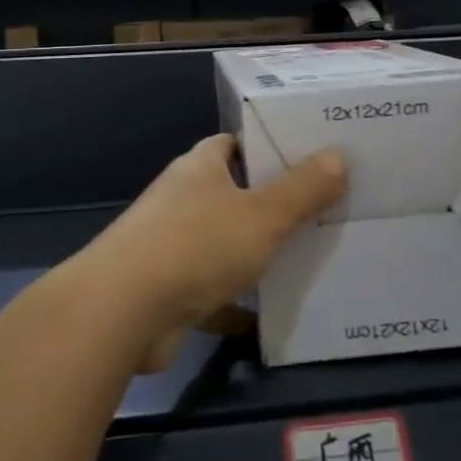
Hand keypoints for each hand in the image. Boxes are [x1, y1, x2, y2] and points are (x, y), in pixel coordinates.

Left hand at [74, 134, 346, 371]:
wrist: (123, 311)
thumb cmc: (197, 246)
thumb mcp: (262, 216)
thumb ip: (302, 190)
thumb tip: (337, 156)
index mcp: (200, 168)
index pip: (234, 144)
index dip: (267, 146)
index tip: (308, 156)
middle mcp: (182, 199)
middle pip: (232, 193)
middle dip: (270, 202)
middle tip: (322, 208)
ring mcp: (171, 245)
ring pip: (223, 243)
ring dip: (254, 252)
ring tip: (307, 256)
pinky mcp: (168, 290)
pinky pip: (213, 290)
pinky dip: (236, 302)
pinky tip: (270, 316)